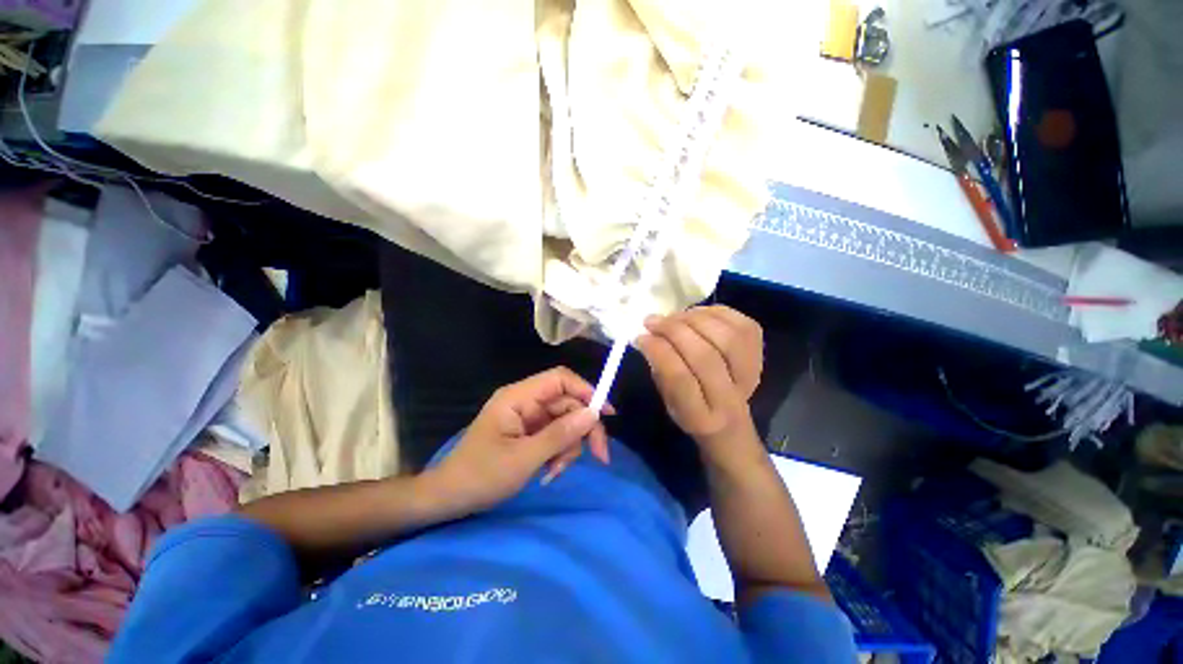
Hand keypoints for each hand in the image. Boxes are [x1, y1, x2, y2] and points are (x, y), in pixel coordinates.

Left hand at [423, 367, 611, 515]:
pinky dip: (559, 453)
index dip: (586, 390)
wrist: (449, 499)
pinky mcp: (529, 433)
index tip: (606, 414)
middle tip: (599, 457)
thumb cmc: (480, 476)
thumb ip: (560, 435)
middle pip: (568, 403)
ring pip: (565, 421)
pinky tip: (550, 472)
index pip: (560, 379)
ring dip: (569, 447)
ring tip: (555, 471)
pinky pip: (556, 435)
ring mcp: (528, 418)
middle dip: (583, 429)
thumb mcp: (524, 458)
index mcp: (519, 397)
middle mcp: (526, 402)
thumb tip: (592, 414)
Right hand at [634, 306, 762, 456]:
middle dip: (674, 330)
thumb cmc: (690, 410)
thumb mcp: (667, 400)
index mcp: (699, 418)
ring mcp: (751, 377)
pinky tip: (696, 314)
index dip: (659, 351)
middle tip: (653, 321)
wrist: (730, 422)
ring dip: (694, 319)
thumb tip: (649, 336)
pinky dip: (716, 313)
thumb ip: (660, 370)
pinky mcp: (760, 356)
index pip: (680, 378)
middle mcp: (729, 399)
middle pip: (705, 355)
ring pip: (727, 337)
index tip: (641, 337)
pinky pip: (742, 325)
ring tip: (674, 316)